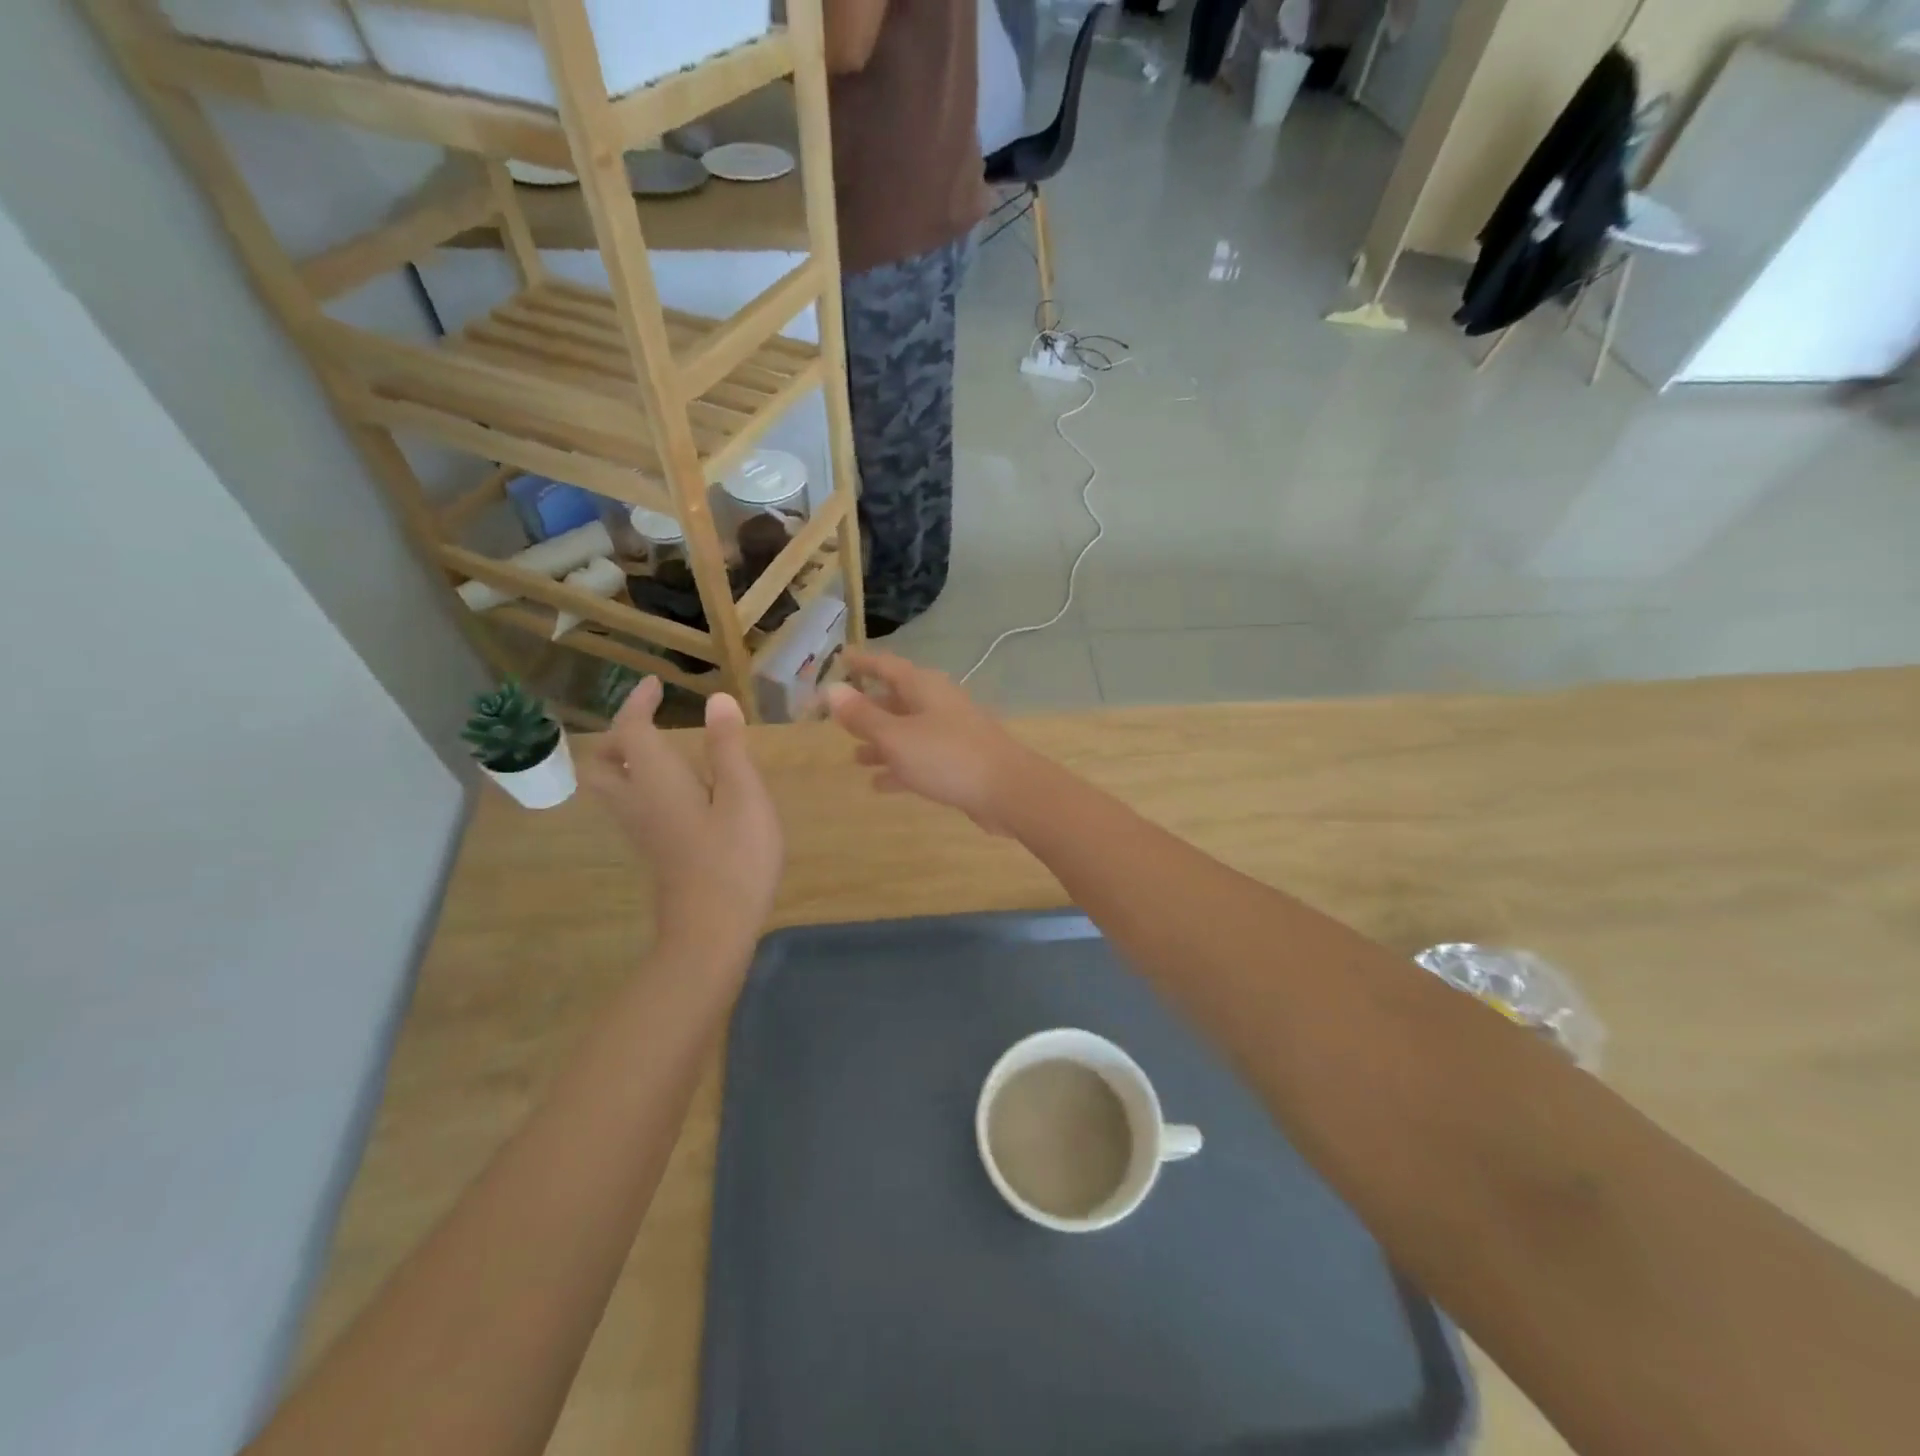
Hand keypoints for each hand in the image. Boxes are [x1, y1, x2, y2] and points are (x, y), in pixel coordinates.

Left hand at [583, 679, 783, 959]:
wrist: (713, 929)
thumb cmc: (734, 856)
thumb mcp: (743, 795)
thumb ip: (728, 747)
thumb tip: (716, 701)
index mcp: (656, 779)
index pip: (630, 730)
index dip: (638, 703)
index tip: (655, 684)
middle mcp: (637, 801)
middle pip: (603, 763)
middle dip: (619, 735)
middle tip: (650, 722)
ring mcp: (642, 829)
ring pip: (613, 786)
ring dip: (627, 759)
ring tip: (666, 749)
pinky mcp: (655, 849)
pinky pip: (633, 804)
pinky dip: (643, 783)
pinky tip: (682, 789)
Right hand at [824, 652, 1036, 833]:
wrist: (1007, 790)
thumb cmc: (947, 756)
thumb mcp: (896, 736)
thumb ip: (862, 716)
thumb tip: (831, 690)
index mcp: (923, 687)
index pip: (886, 665)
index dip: (861, 663)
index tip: (840, 659)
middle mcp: (938, 704)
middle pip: (897, 700)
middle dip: (868, 709)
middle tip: (838, 718)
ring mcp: (950, 733)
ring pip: (908, 732)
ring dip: (882, 742)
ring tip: (854, 757)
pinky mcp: (958, 762)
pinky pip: (921, 759)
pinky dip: (899, 767)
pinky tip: (879, 784)